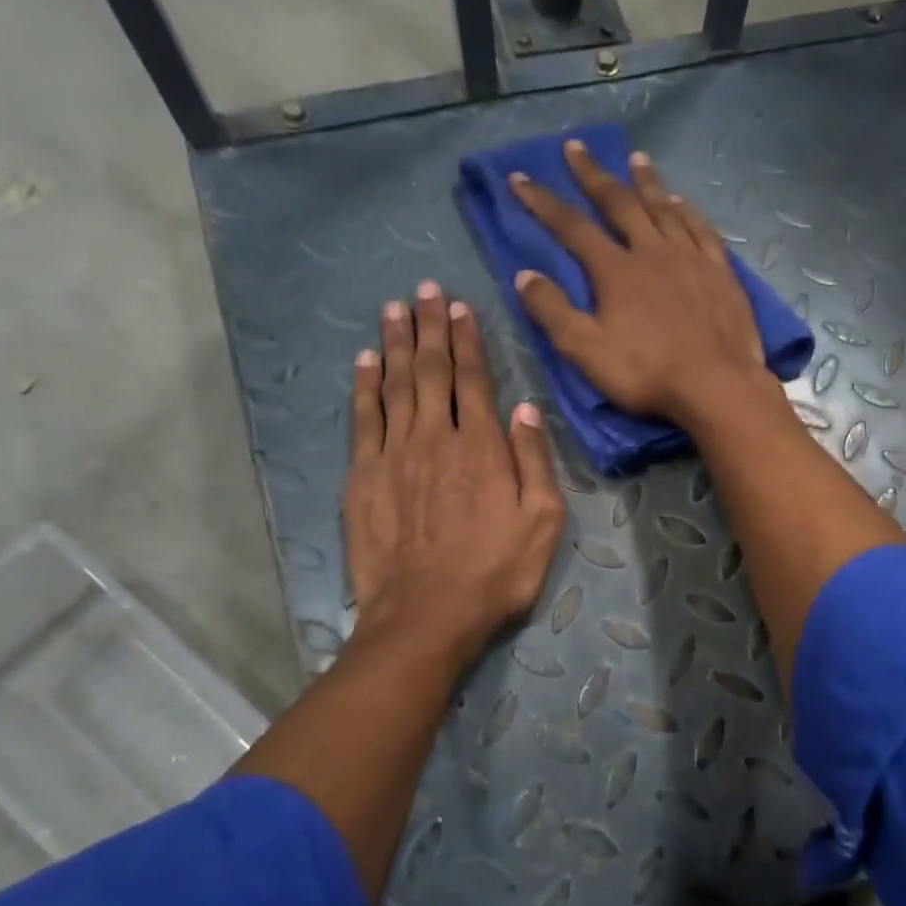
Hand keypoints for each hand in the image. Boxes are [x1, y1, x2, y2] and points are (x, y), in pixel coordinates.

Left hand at [345, 281, 565, 666]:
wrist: (426, 615)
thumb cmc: (496, 572)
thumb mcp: (543, 522)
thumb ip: (535, 461)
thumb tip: (526, 408)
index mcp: (482, 447)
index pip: (472, 379)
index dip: (466, 340)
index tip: (458, 307)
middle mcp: (435, 438)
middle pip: (430, 371)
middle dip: (428, 327)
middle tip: (423, 290)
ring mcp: (393, 455)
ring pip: (394, 386)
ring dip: (395, 344)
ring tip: (394, 309)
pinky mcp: (363, 477)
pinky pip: (362, 419)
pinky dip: (364, 386)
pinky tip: (365, 362)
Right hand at [509, 140, 767, 427]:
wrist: (717, 385)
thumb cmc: (647, 373)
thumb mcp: (586, 351)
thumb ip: (553, 312)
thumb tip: (524, 275)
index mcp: (616, 270)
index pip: (571, 226)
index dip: (543, 202)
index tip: (520, 177)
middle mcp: (652, 251)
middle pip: (619, 203)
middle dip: (593, 175)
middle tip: (576, 147)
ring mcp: (691, 258)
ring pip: (664, 208)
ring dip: (645, 182)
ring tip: (635, 158)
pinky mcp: (721, 272)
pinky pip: (701, 229)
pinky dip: (687, 211)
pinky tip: (681, 202)